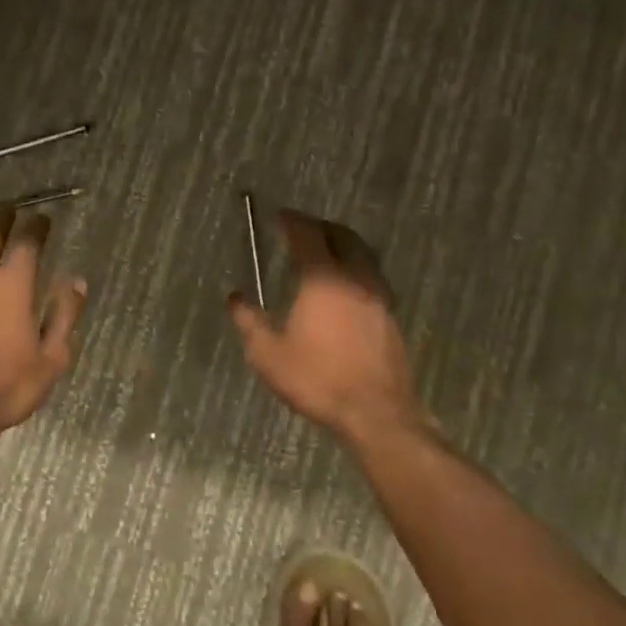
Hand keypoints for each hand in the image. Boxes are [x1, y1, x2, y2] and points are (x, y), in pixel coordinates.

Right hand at [229, 209, 424, 440]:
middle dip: (320, 226)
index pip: (307, 235)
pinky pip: (372, 276)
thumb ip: (249, 322)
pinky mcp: (390, 315)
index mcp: (323, 278)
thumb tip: (235, 298)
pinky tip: (345, 287)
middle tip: (301, 229)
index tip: (279, 215)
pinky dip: (356, 268)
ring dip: (343, 245)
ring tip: (325, 252)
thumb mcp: (268, 354)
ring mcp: (378, 296)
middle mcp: (355, 277)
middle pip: (342, 236)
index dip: (291, 221)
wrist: (376, 411)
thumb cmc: (317, 379)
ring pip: (363, 254)